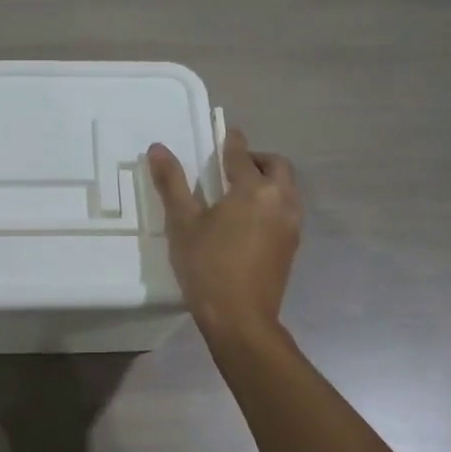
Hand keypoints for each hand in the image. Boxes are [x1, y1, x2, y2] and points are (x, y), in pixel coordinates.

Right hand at [148, 128, 299, 336]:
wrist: (240, 318)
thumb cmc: (207, 266)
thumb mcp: (183, 223)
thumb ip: (172, 183)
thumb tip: (158, 148)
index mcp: (254, 190)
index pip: (242, 155)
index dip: (232, 142)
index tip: (226, 133)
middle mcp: (280, 201)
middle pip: (276, 166)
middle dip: (257, 159)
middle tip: (234, 165)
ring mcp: (291, 224)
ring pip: (286, 188)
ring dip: (269, 180)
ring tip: (241, 191)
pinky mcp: (292, 246)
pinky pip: (287, 210)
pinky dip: (273, 202)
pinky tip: (251, 219)